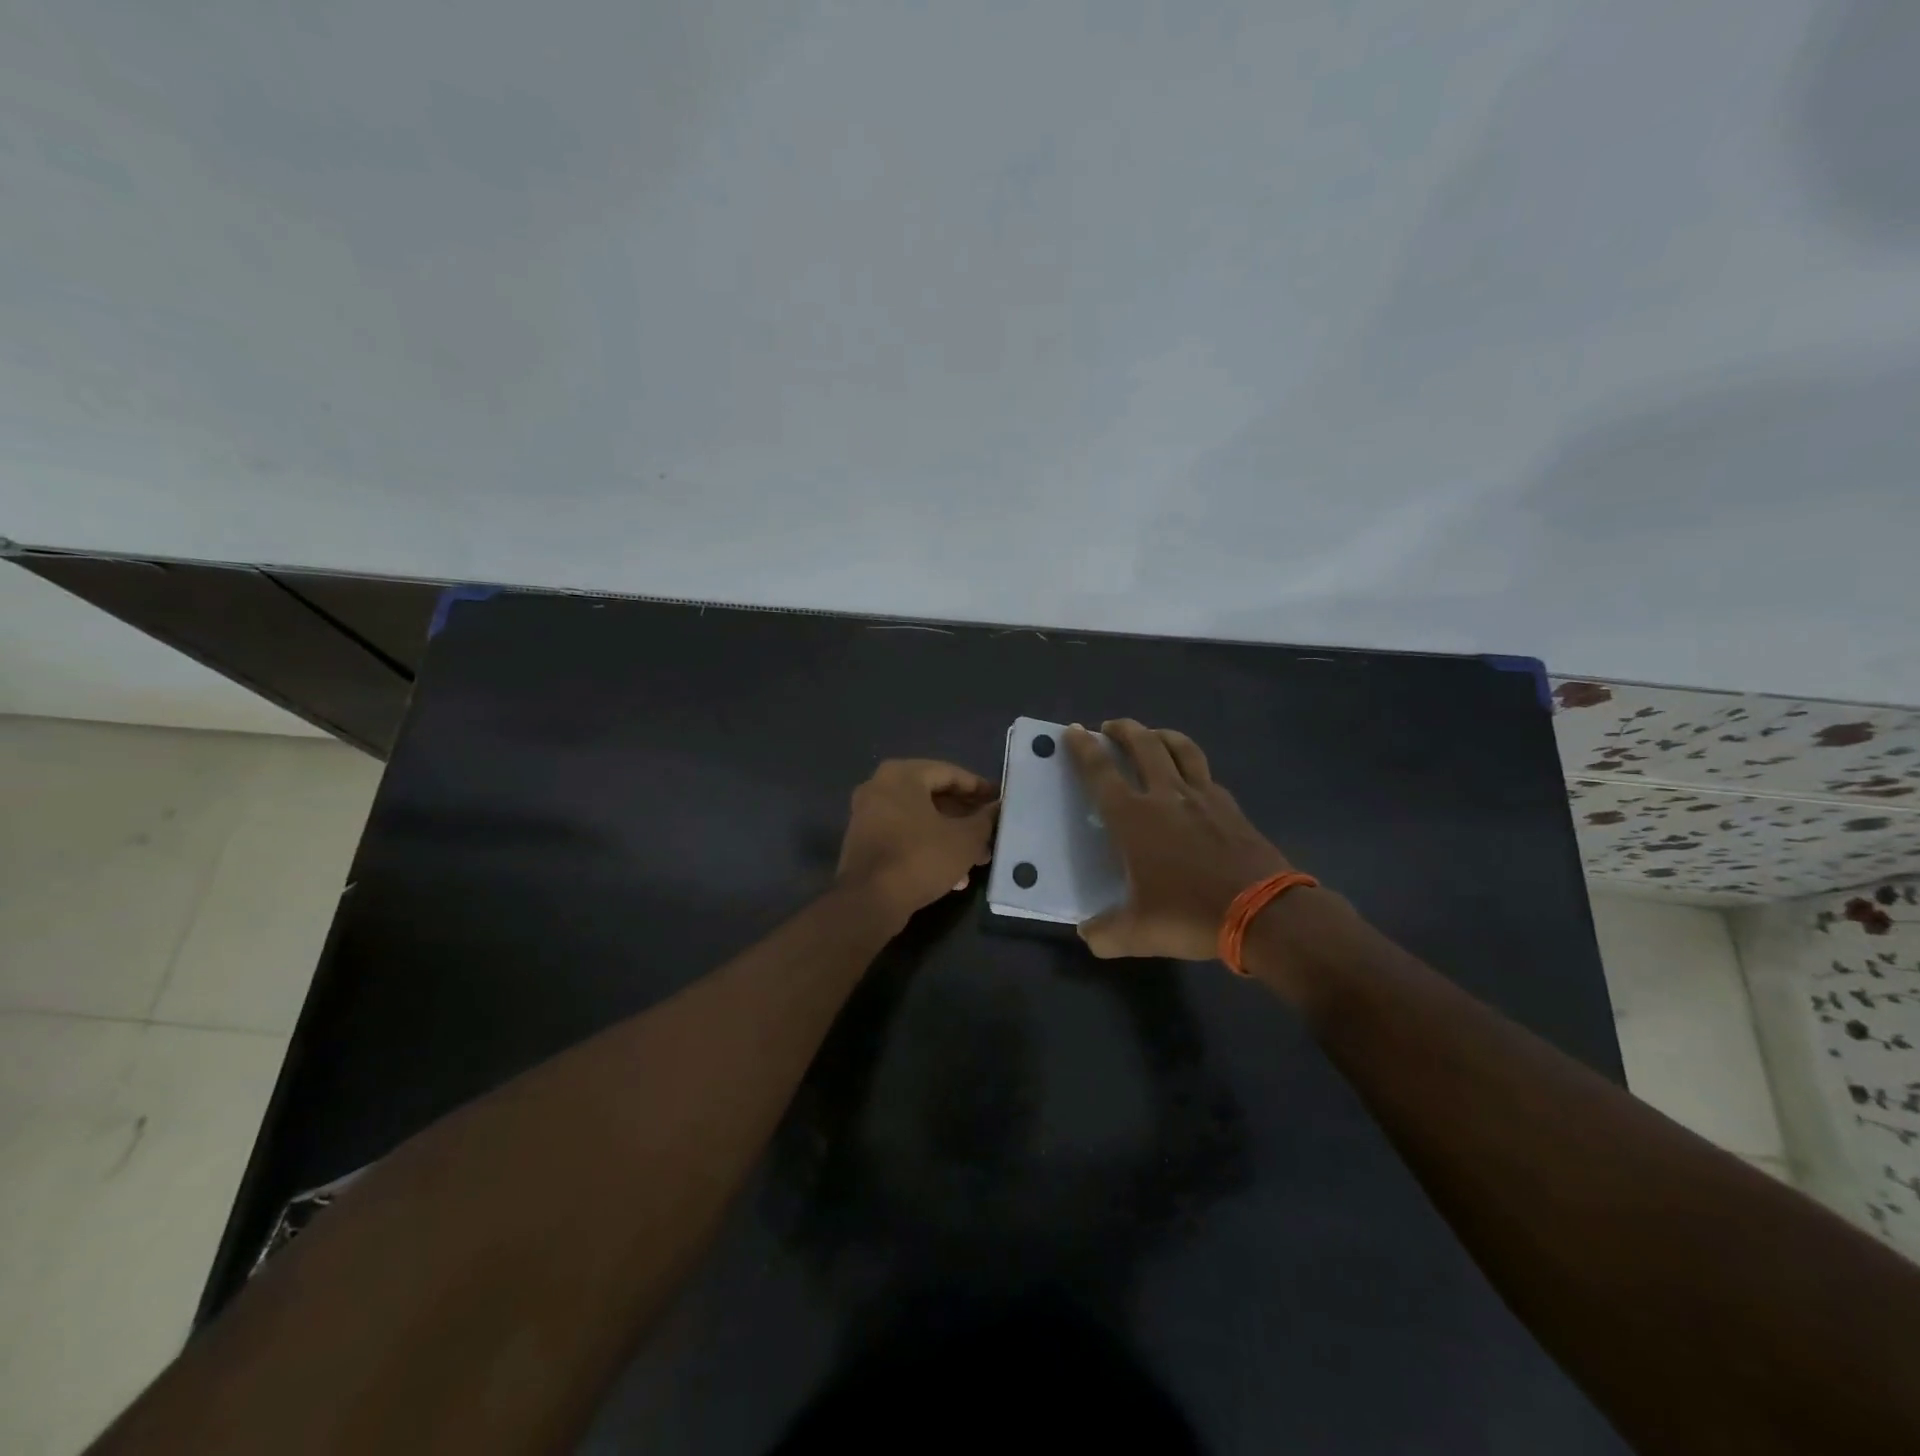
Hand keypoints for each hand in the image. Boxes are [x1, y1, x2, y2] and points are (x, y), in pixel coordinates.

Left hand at [836, 759, 999, 925]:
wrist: (868, 902)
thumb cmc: (920, 858)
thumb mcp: (965, 839)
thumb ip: (985, 819)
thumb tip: (997, 808)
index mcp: (902, 775)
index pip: (950, 773)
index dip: (979, 788)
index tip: (999, 801)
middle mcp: (879, 787)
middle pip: (933, 796)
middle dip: (965, 817)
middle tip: (990, 832)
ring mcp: (868, 815)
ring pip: (920, 820)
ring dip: (950, 836)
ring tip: (978, 859)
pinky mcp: (864, 842)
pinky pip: (904, 836)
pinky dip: (928, 848)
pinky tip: (954, 876)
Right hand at [1064, 720, 1291, 960]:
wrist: (1264, 913)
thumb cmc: (1190, 915)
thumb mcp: (1138, 933)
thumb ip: (1105, 933)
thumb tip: (1087, 933)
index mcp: (1134, 818)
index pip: (1101, 772)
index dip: (1083, 748)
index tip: (1073, 730)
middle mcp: (1166, 796)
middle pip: (1142, 745)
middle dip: (1122, 729)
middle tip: (1109, 727)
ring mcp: (1203, 797)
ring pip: (1180, 748)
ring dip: (1160, 735)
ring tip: (1151, 735)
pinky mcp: (1231, 806)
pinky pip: (1206, 773)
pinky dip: (1191, 766)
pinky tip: (1191, 778)